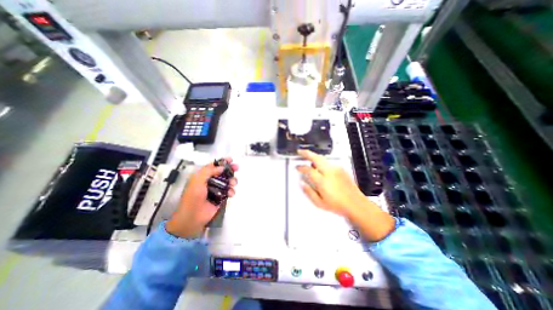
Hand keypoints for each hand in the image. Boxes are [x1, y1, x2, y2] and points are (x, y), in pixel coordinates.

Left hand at [168, 159, 237, 237]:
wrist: (193, 218)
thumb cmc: (193, 199)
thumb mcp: (197, 182)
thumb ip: (208, 172)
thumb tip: (221, 167)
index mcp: (202, 176)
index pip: (214, 166)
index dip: (222, 162)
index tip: (231, 159)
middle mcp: (210, 181)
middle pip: (223, 172)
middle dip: (230, 169)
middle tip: (237, 168)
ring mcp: (216, 189)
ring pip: (228, 181)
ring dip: (232, 180)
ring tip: (233, 184)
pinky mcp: (221, 197)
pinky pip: (229, 191)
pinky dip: (231, 191)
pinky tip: (230, 194)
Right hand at [296, 150, 394, 241]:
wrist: (356, 204)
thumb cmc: (338, 205)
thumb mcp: (320, 203)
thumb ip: (309, 192)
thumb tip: (302, 184)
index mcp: (323, 181)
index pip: (309, 170)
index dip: (301, 167)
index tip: (297, 167)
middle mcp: (329, 172)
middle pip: (316, 158)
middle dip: (306, 153)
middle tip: (300, 152)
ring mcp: (336, 169)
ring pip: (322, 158)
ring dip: (314, 156)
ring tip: (308, 157)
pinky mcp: (341, 169)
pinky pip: (328, 162)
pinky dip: (321, 161)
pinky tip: (319, 165)